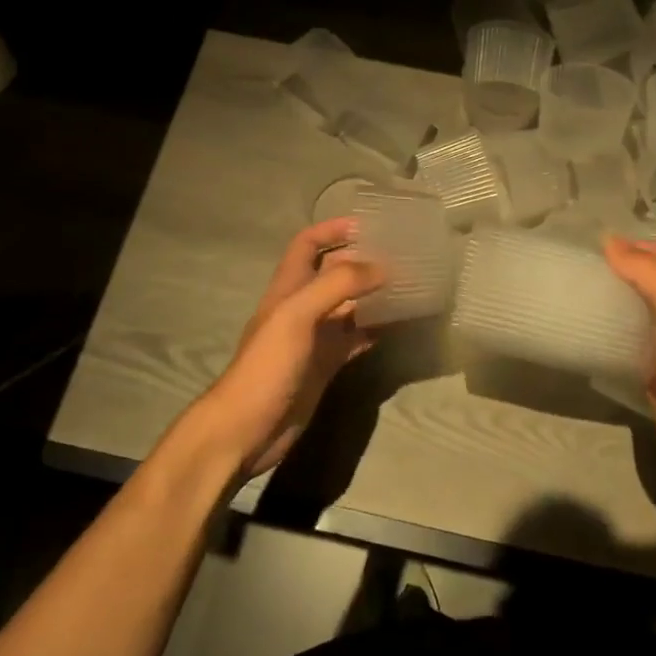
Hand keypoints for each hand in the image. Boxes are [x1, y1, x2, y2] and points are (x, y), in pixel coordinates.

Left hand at [190, 219, 383, 479]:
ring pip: (349, 306)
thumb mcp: (298, 315)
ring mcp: (315, 338)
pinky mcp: (326, 365)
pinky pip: (355, 338)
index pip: (308, 244)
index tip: (368, 225)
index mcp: (288, 287)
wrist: (247, 429)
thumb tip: (382, 268)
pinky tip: (398, 325)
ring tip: (408, 285)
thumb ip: (338, 285)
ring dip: (374, 295)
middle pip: (333, 273)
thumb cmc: (267, 365)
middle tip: (401, 255)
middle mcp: (302, 307)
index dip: (333, 229)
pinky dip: (375, 328)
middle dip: (362, 261)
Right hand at [603, 236, 655, 499]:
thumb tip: (610, 241)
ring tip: (576, 296)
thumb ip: (647, 274)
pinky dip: (608, 334)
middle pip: (647, 281)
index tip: (595, 245)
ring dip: (611, 301)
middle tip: (579, 270)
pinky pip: (626, 343)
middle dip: (618, 271)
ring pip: (635, 312)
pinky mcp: (652, 372)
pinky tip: (585, 334)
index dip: (633, 245)